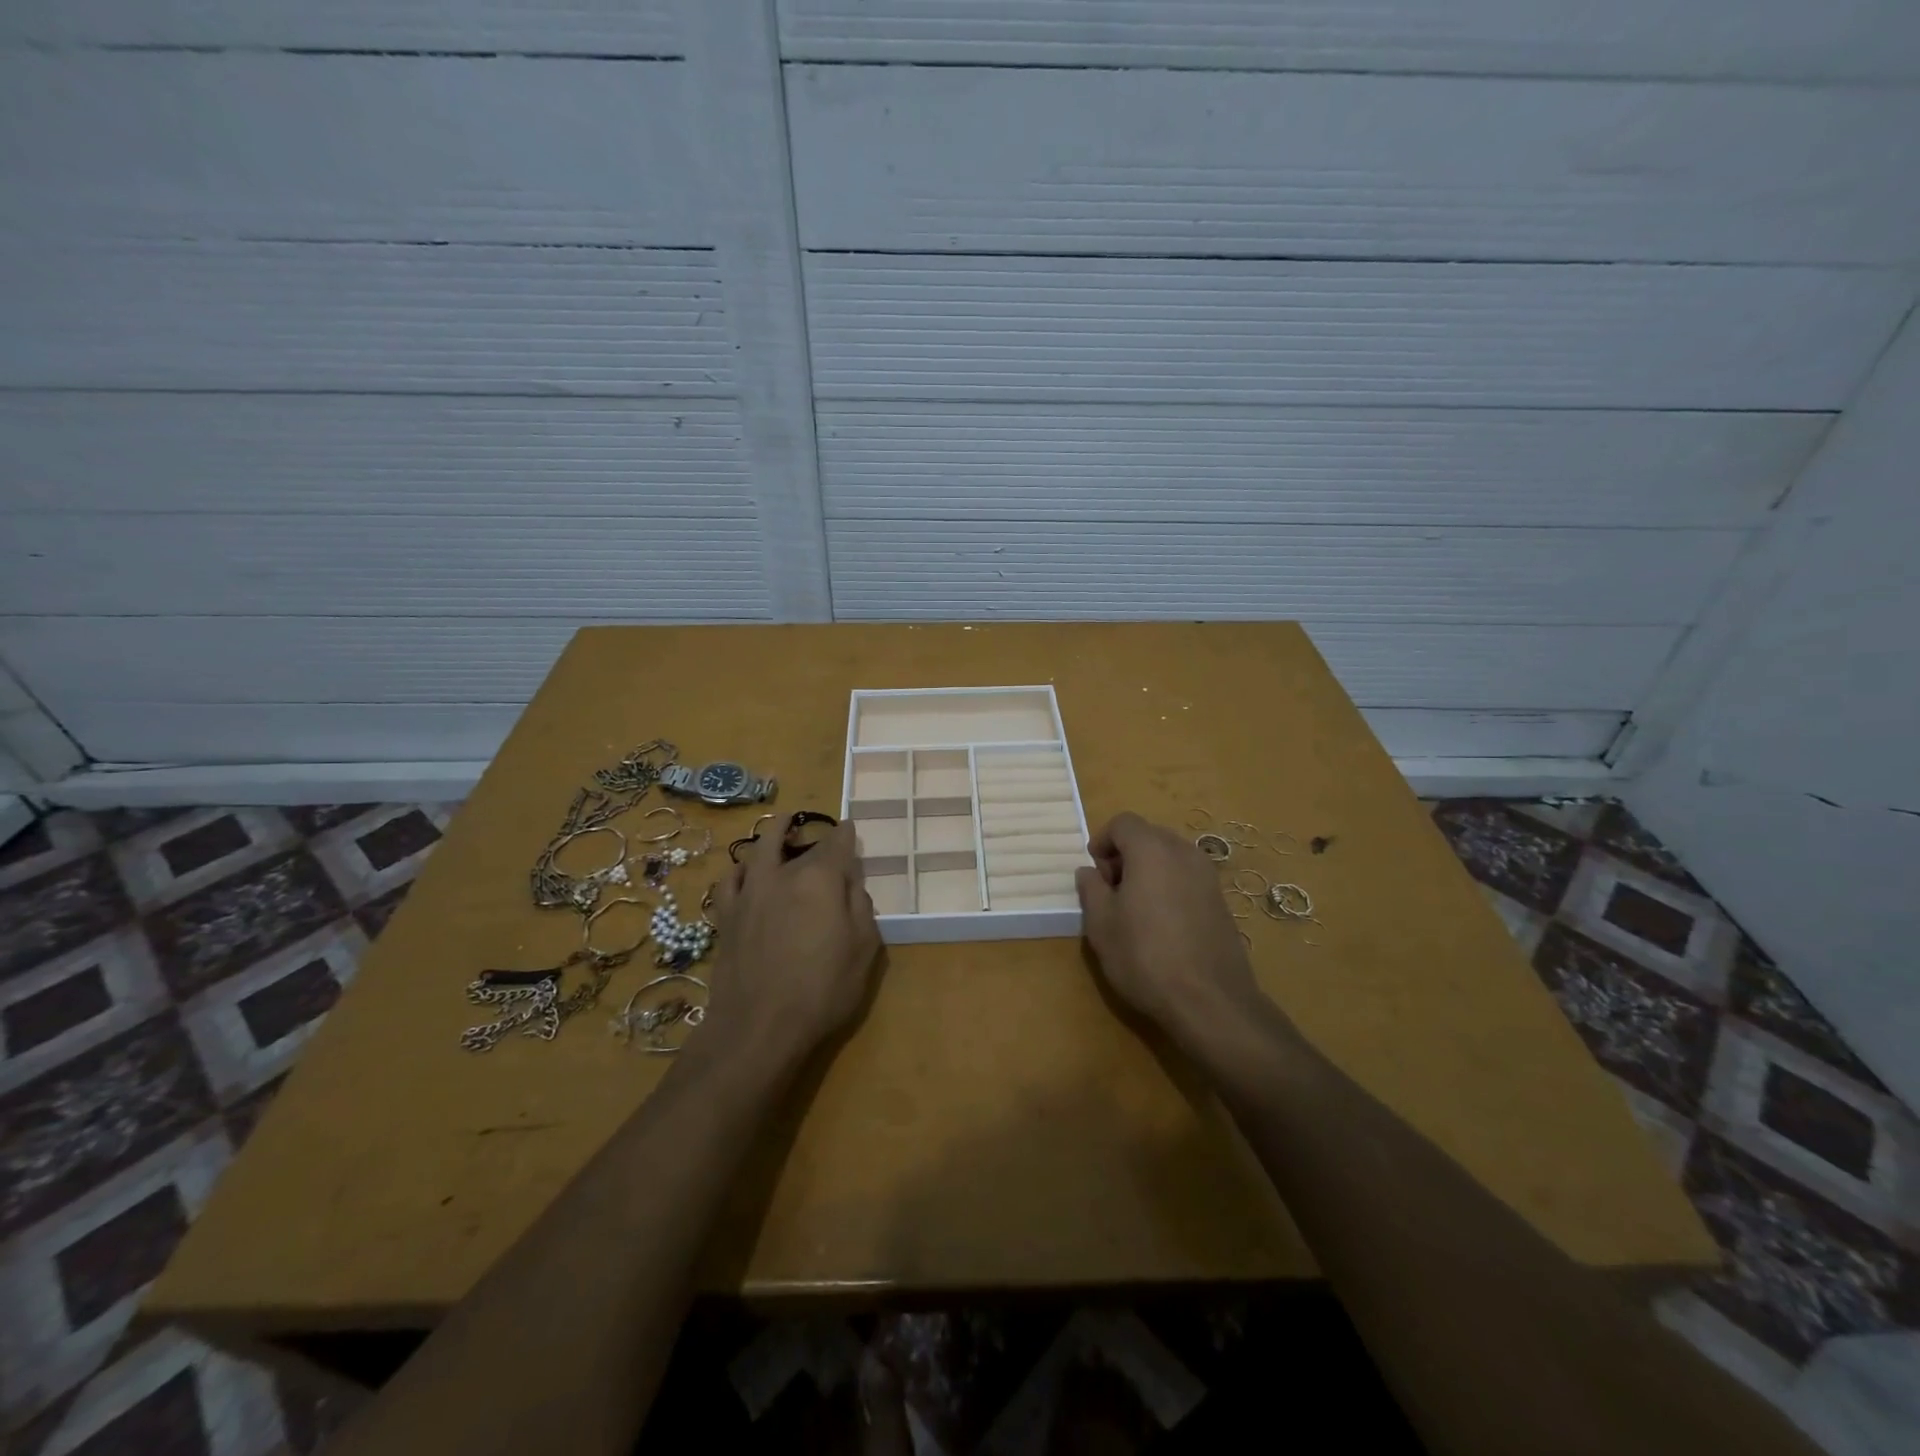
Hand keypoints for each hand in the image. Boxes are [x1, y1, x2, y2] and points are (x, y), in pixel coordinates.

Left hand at [702, 817, 881, 1072]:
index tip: (850, 829)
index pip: (837, 842)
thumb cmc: (822, 989)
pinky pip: (729, 880)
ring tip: (779, 831)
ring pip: (756, 850)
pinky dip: (740, 868)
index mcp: (819, 878)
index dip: (846, 834)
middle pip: (795, 841)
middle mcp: (781, 874)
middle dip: (810, 833)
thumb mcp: (863, 948)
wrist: (758, 1028)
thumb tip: (851, 878)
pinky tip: (745, 872)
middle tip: (818, 835)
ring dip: (771, 836)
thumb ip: (859, 904)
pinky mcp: (725, 916)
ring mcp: (748, 893)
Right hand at [1075, 812, 1264, 1052]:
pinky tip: (1162, 924)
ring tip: (1135, 908)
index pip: (1123, 822)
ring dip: (1148, 870)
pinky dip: (1170, 886)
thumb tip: (1089, 872)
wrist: (1210, 1000)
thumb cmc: (1145, 956)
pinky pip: (1187, 878)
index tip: (1094, 872)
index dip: (1103, 840)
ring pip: (1170, 856)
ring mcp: (1208, 876)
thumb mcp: (1101, 924)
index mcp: (1152, 850)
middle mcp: (1184, 852)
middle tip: (1111, 890)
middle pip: (1149, 835)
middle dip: (1126, 854)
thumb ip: (1091, 889)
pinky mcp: (1222, 901)